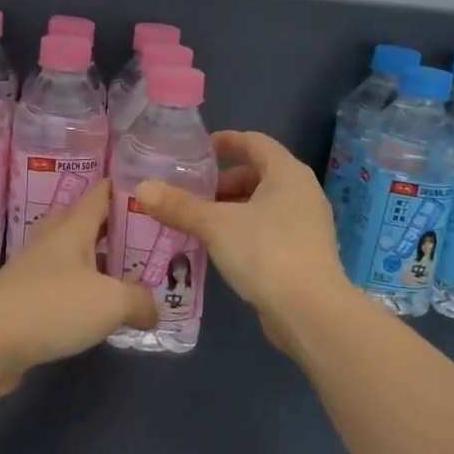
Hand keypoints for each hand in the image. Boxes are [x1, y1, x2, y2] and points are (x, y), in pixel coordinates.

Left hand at [0, 180, 156, 396]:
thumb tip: (154, 310)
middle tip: (149, 236)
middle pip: (86, 223)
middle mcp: (51, 242)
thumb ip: (140, 301)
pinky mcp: (23, 301)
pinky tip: (98, 310)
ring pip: (73, 256)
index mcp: (72, 228)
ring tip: (131, 273)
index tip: (153, 189)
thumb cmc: (50, 308)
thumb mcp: (110, 303)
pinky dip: (82, 292)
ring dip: (99, 262)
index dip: (125, 187)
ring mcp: (33, 271)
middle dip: (115, 227)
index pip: (100, 193)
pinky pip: (61, 287)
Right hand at [134, 131, 348, 346]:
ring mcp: (308, 225)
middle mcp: (303, 192)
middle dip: (224, 182)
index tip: (199, 149)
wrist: (310, 312)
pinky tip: (221, 248)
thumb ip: (179, 206)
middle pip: (259, 174)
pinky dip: (245, 230)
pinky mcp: (305, 254)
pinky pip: (270, 229)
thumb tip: (143, 188)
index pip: (255, 142)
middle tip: (192, 194)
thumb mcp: (215, 226)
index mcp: (287, 173)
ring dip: (233, 209)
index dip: (227, 141)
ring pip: (264, 205)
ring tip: (200, 222)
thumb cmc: (265, 252)